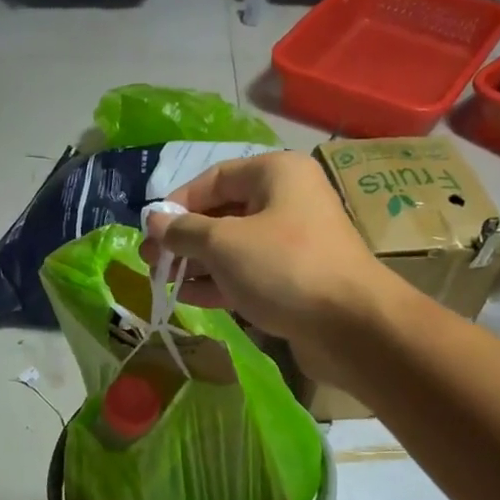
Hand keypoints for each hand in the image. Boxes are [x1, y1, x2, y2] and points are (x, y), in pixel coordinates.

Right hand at [143, 151, 392, 382]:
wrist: (350, 325)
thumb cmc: (283, 268)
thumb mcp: (223, 243)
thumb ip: (184, 231)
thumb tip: (153, 222)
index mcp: (276, 174)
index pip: (215, 177)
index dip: (178, 202)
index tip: (150, 230)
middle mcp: (288, 201)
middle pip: (224, 214)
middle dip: (185, 238)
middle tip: (150, 261)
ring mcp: (294, 244)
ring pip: (234, 248)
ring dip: (198, 264)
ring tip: (162, 281)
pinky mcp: (295, 281)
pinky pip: (250, 274)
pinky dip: (220, 283)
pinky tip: (189, 297)